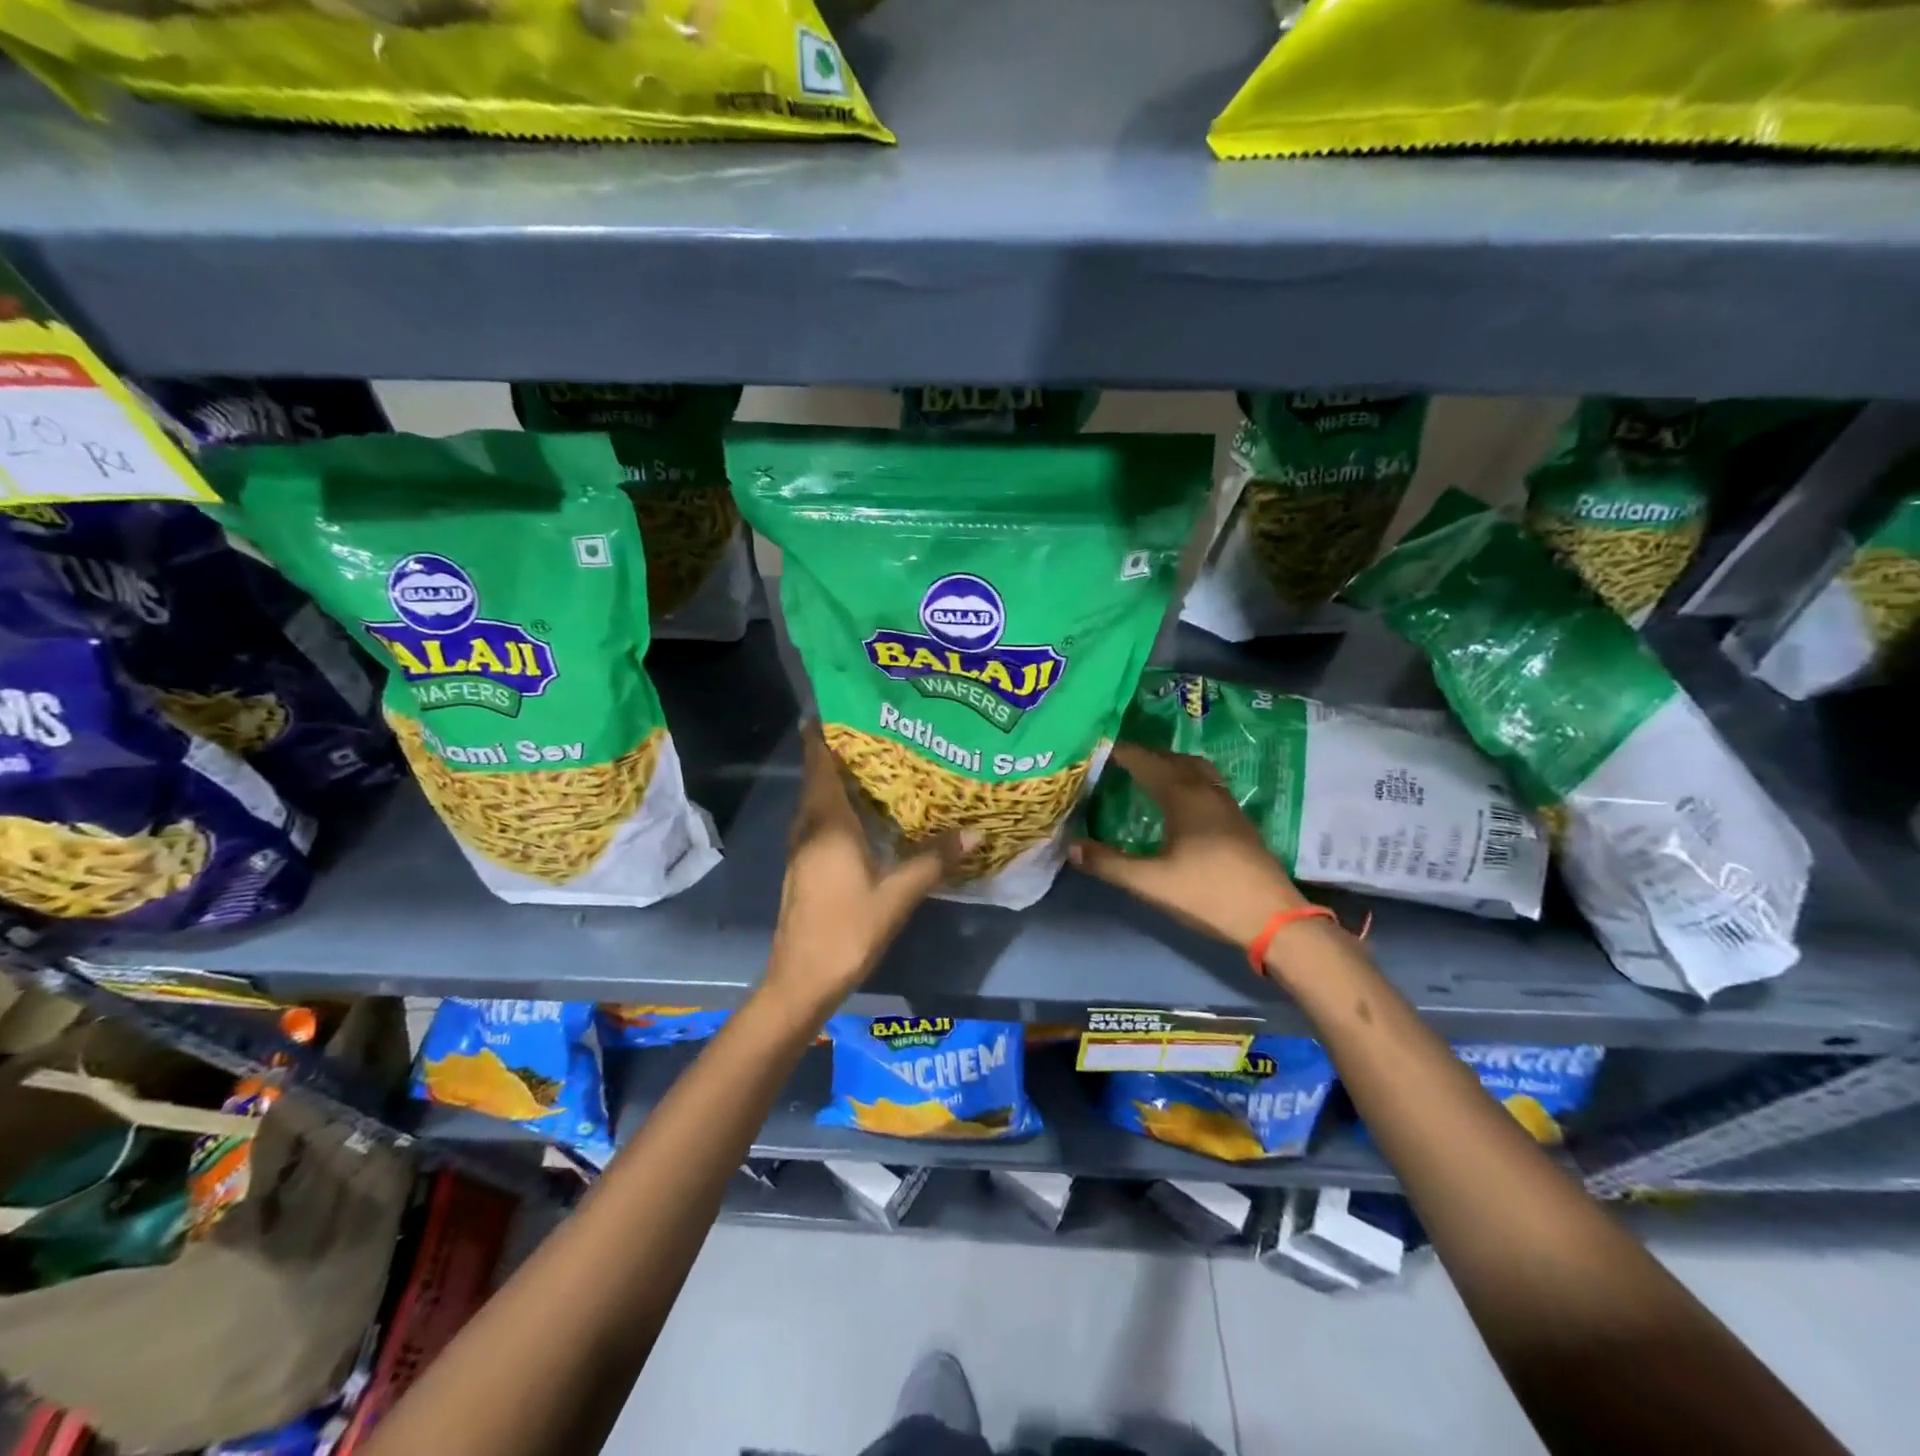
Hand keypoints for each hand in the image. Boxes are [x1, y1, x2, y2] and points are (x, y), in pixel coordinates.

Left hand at [764, 726, 976, 1012]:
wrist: (802, 980)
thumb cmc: (847, 928)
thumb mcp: (898, 894)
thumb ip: (935, 859)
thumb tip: (975, 830)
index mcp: (826, 821)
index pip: (818, 758)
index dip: (827, 728)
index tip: (855, 703)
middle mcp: (809, 825)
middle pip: (821, 774)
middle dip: (849, 749)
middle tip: (891, 729)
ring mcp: (804, 846)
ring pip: (822, 798)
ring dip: (848, 779)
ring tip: (890, 764)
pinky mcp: (807, 864)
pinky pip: (825, 820)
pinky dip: (846, 806)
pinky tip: (876, 814)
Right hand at [1069, 741, 1307, 948]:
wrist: (1273, 919)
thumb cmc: (1209, 894)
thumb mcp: (1152, 883)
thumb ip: (1110, 864)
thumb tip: (1071, 845)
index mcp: (1184, 797)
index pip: (1146, 761)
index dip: (1122, 751)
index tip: (1096, 746)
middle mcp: (1206, 791)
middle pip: (1172, 759)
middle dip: (1144, 754)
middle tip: (1116, 758)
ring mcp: (1227, 805)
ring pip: (1194, 769)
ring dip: (1168, 764)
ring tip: (1146, 772)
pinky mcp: (1238, 822)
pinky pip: (1206, 784)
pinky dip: (1185, 779)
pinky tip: (1178, 800)